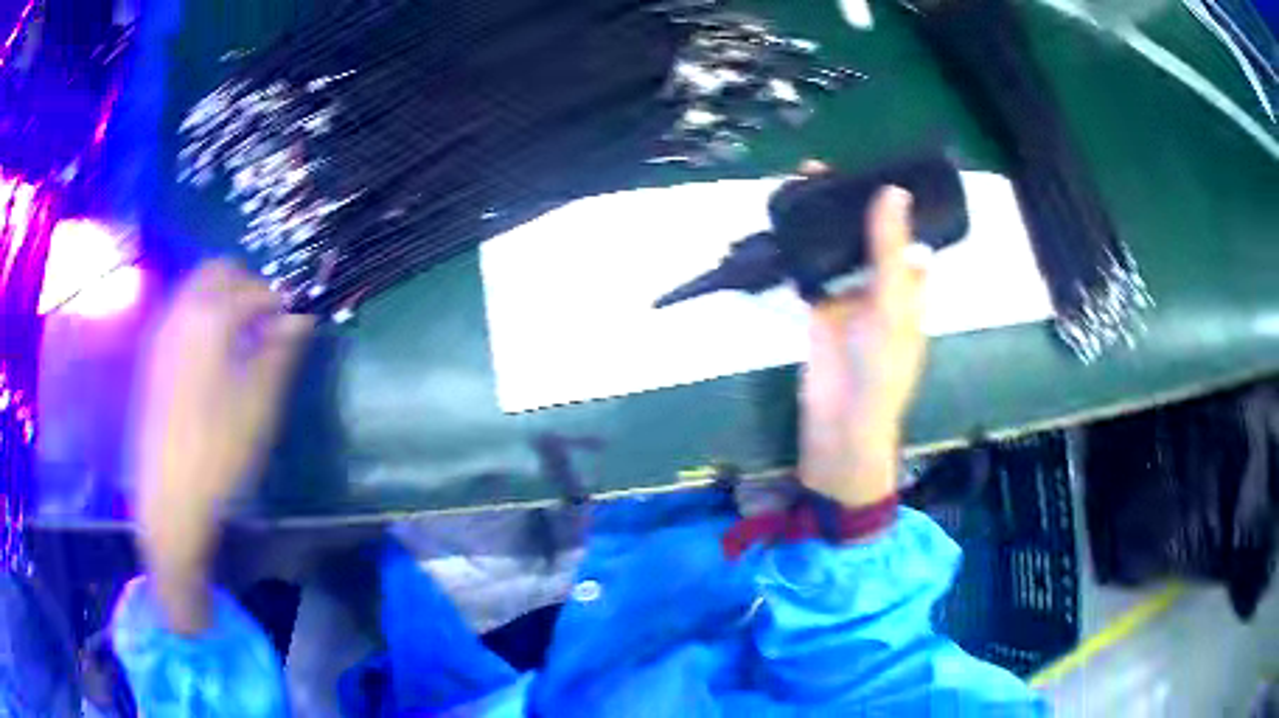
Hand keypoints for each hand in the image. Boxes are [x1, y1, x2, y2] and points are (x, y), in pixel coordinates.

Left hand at [134, 260, 311, 631]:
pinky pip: (182, 313)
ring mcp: (162, 330)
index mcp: (212, 316)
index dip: (283, 301)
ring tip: (242, 340)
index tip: (297, 321)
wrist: (169, 495)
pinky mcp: (153, 354)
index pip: (257, 288)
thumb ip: (281, 349)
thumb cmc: (219, 449)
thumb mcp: (261, 402)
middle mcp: (182, 309)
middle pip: (219, 270)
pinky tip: (213, 357)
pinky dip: (203, 316)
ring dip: (224, 298)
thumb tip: (299, 317)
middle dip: (248, 286)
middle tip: (268, 322)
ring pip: (197, 288)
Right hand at [799, 185, 927, 507]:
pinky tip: (786, 222)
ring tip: (801, 184)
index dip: (891, 201)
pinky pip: (810, 269)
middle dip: (849, 204)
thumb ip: (889, 249)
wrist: (841, 421)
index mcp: (910, 283)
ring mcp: (848, 295)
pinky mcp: (819, 306)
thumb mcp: (893, 304)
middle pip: (866, 234)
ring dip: (822, 221)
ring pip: (837, 247)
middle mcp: (881, 284)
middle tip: (821, 168)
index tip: (869, 167)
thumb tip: (893, 190)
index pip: (903, 232)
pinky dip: (800, 249)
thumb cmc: (882, 368)